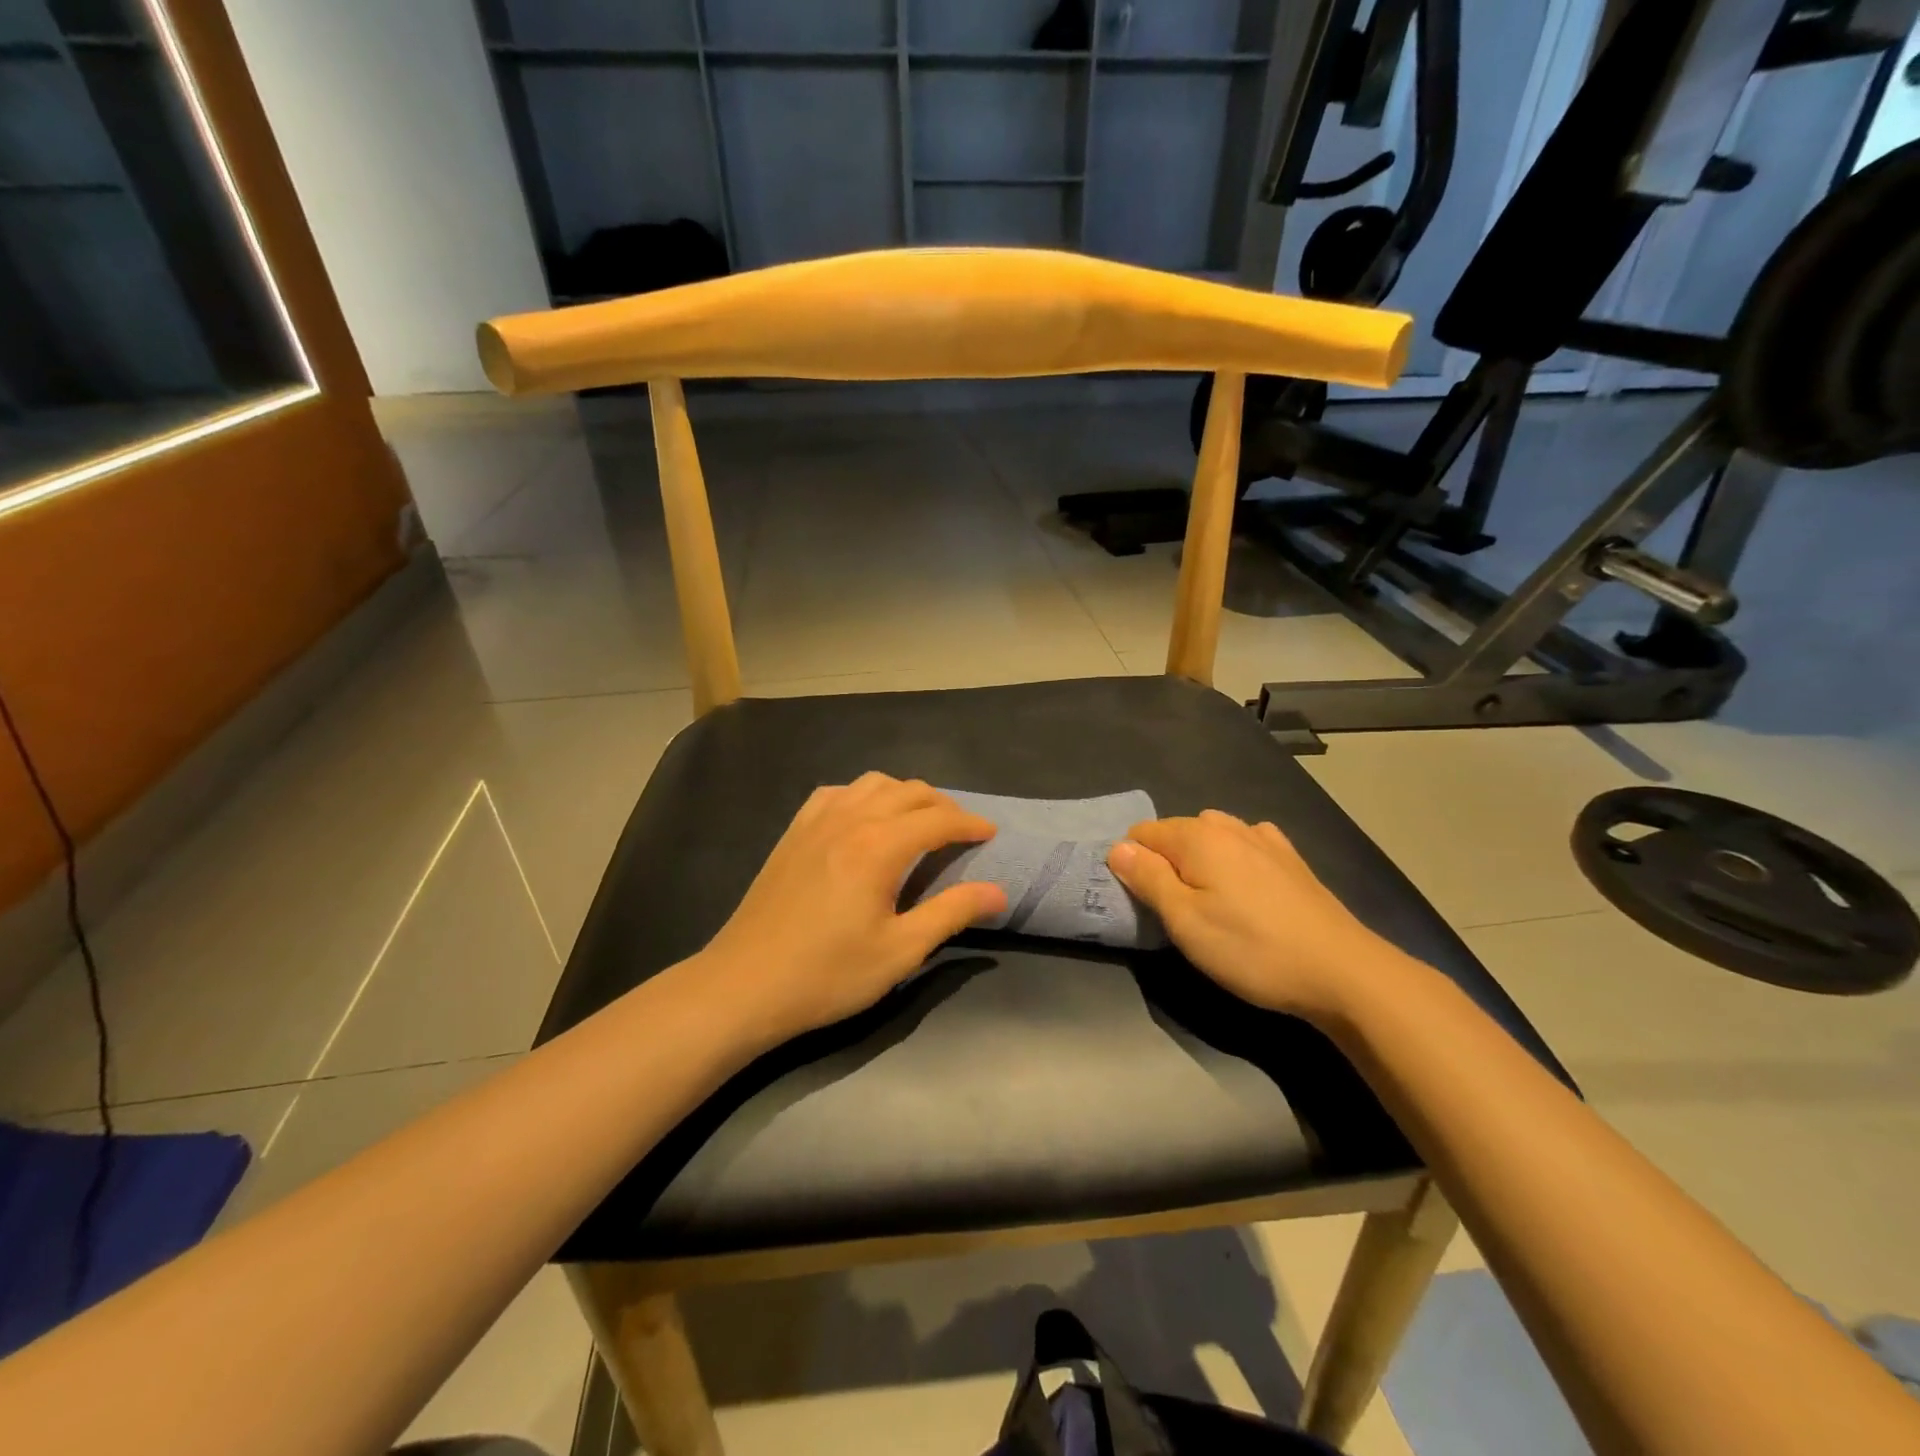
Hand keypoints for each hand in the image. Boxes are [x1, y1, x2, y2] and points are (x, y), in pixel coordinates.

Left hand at [700, 773, 1008, 1046]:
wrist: (744, 985)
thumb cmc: (828, 974)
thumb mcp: (900, 951)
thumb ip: (951, 913)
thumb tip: (997, 891)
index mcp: (879, 846)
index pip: (938, 819)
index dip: (970, 824)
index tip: (990, 834)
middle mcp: (849, 819)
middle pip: (908, 791)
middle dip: (942, 805)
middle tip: (960, 832)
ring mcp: (815, 822)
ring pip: (872, 784)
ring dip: (904, 795)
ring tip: (917, 822)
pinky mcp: (793, 833)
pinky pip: (836, 793)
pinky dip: (862, 796)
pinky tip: (863, 818)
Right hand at [1107, 810, 1404, 1022]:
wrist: (1343, 972)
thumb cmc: (1251, 949)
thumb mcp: (1185, 921)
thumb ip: (1147, 879)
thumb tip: (1117, 848)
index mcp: (1198, 837)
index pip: (1142, 833)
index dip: (1132, 864)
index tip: (1142, 902)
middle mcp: (1229, 827)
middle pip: (1176, 833)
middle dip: (1166, 863)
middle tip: (1175, 911)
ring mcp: (1265, 840)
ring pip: (1212, 838)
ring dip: (1200, 862)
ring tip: (1210, 902)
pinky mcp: (1292, 860)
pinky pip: (1246, 846)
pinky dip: (1234, 861)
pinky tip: (1246, 890)